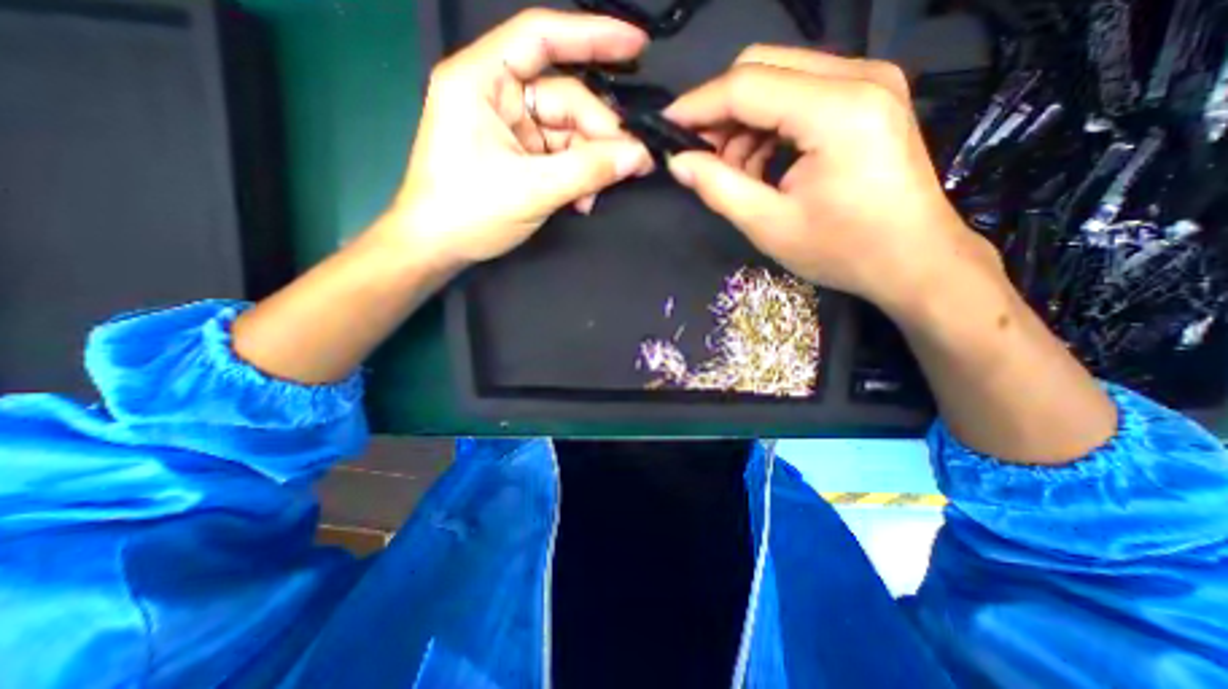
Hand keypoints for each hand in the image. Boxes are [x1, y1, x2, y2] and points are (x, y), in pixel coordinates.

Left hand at [382, 7, 657, 265]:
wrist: (438, 248)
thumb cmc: (469, 212)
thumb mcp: (533, 190)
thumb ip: (588, 170)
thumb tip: (639, 155)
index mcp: (482, 81)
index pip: (541, 38)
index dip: (592, 36)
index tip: (638, 46)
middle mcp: (497, 96)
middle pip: (565, 98)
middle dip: (599, 134)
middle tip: (631, 163)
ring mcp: (510, 128)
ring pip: (567, 132)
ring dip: (589, 164)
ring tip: (595, 195)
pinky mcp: (519, 156)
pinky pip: (560, 156)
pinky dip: (577, 177)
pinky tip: (582, 200)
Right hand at [661, 47, 995, 309]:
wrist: (913, 260)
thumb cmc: (843, 250)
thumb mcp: (769, 225)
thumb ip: (719, 188)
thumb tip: (679, 163)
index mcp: (837, 111)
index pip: (746, 86)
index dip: (697, 105)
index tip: (666, 129)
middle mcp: (858, 78)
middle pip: (763, 67)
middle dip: (721, 112)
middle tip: (702, 157)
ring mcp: (868, 83)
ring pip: (779, 80)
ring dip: (745, 124)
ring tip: (738, 174)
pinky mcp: (868, 98)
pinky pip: (799, 95)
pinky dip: (769, 127)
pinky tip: (763, 166)